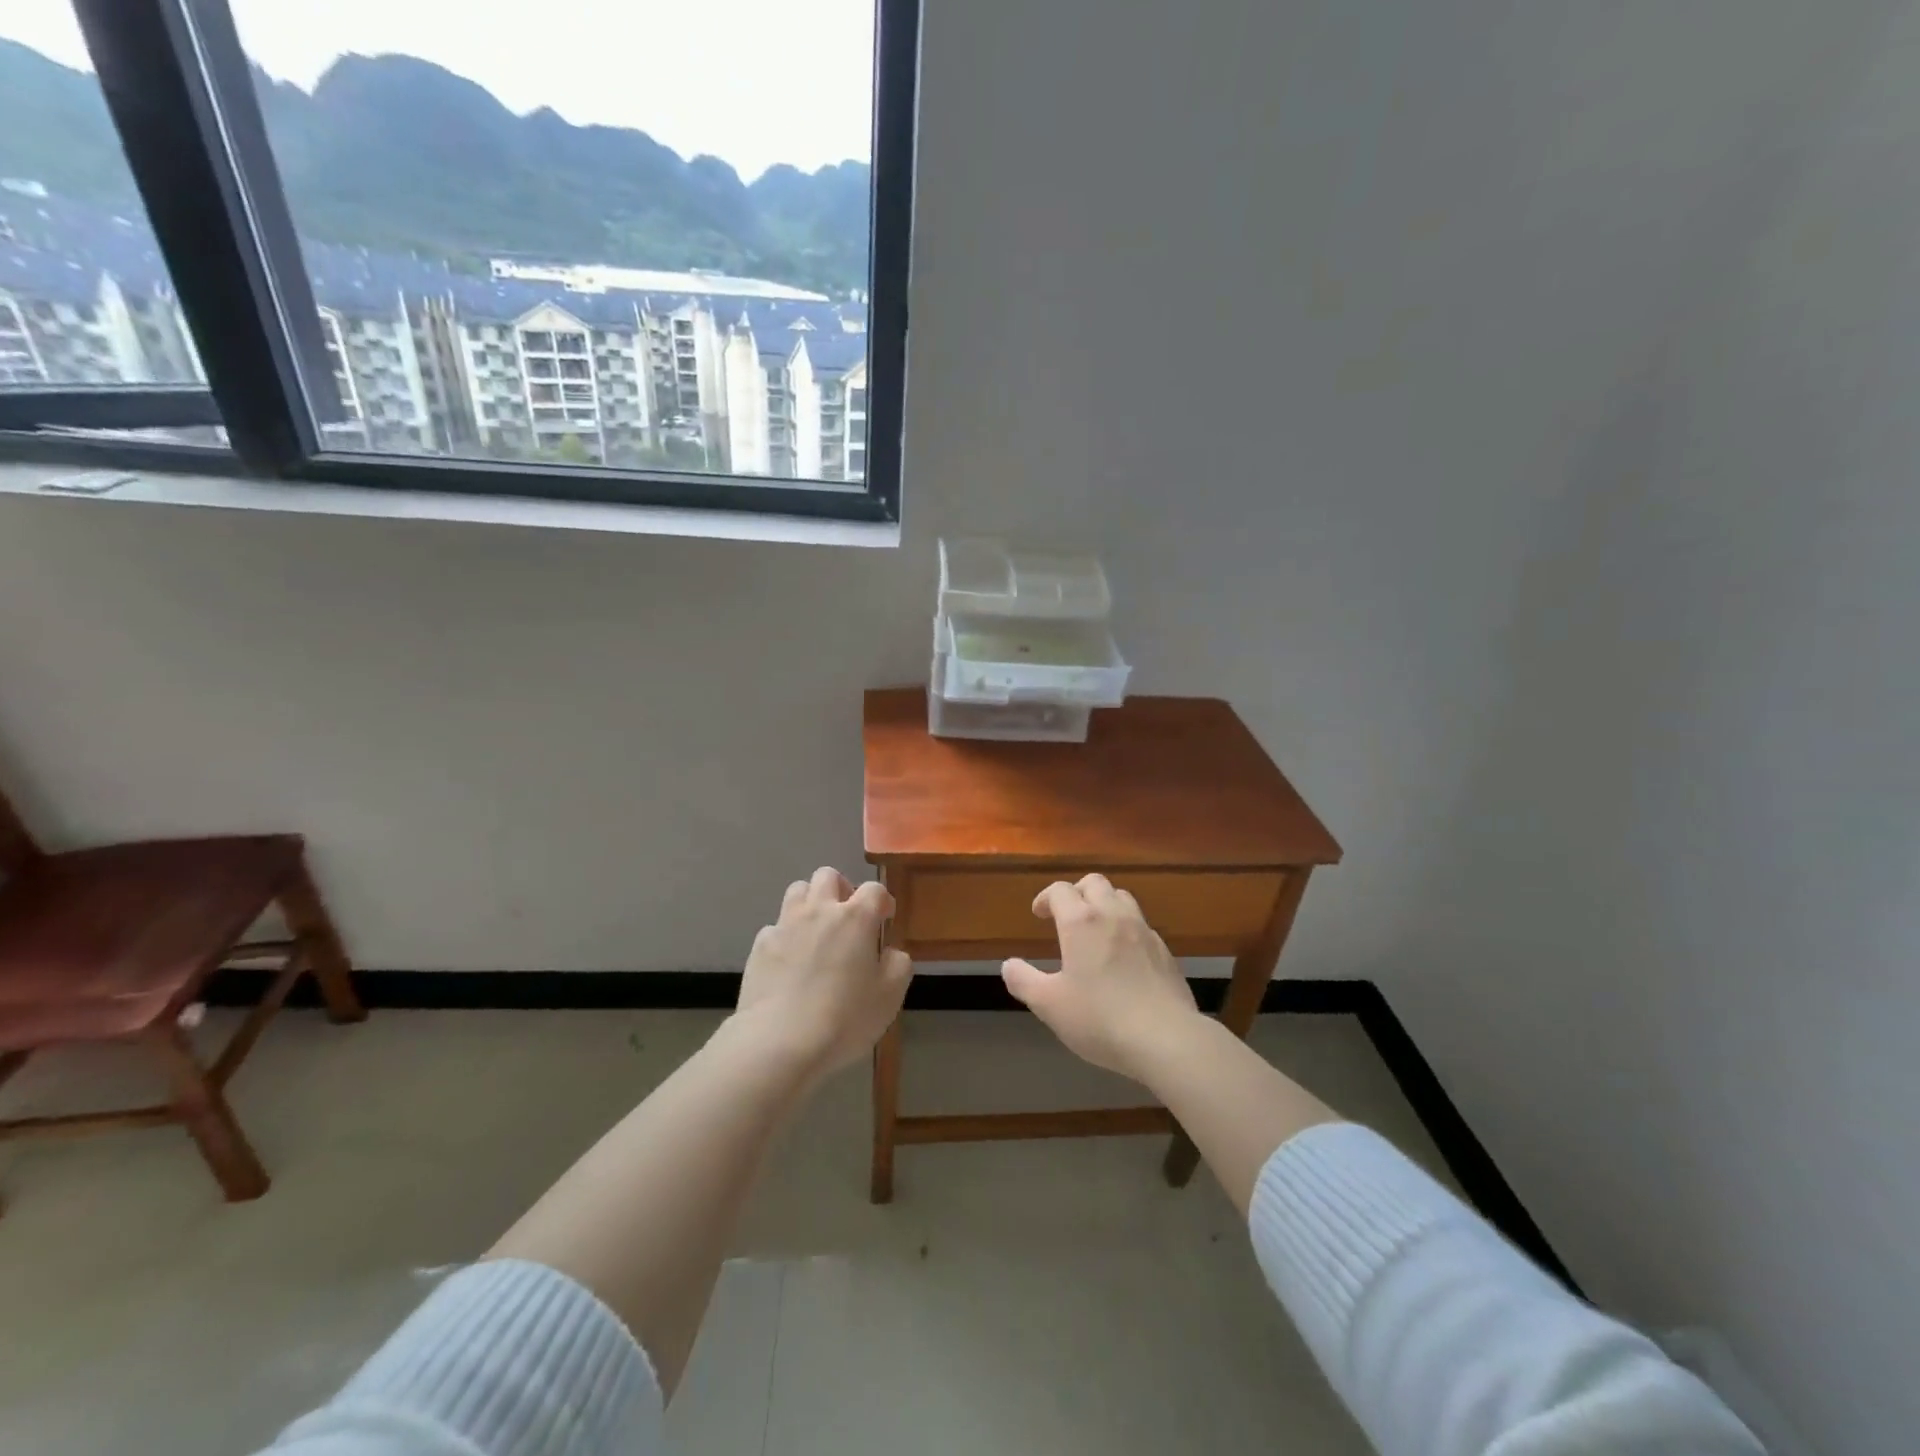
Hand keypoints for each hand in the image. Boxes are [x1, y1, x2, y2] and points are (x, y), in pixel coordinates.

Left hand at [733, 867, 911, 1080]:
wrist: (780, 1042)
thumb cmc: (844, 1018)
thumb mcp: (890, 996)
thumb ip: (898, 965)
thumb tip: (890, 952)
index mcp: (855, 918)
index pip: (874, 889)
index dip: (882, 901)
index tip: (885, 918)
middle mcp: (819, 910)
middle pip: (828, 876)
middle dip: (841, 889)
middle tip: (847, 917)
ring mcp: (785, 925)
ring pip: (797, 890)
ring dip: (810, 902)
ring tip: (817, 930)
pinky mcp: (760, 946)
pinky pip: (775, 926)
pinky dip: (786, 935)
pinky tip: (790, 962)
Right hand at [1001, 874, 1200, 1081]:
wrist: (1166, 1038)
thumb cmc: (1099, 1018)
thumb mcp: (1049, 1005)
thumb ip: (1024, 981)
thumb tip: (1008, 965)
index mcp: (1081, 922)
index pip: (1060, 890)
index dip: (1046, 898)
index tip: (1039, 914)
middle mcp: (1113, 916)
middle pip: (1095, 883)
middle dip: (1077, 892)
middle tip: (1066, 916)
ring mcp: (1144, 931)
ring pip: (1122, 898)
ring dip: (1104, 904)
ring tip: (1095, 930)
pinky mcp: (1165, 951)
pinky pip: (1141, 925)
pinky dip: (1126, 929)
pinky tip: (1123, 958)